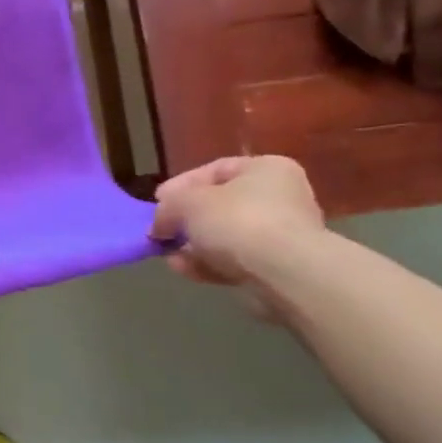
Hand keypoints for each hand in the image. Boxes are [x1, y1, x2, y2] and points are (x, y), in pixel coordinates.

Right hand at [152, 155, 323, 286]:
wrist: (284, 273)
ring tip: (167, 253)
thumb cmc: (238, 221)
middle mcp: (281, 198)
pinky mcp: (278, 269)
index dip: (181, 184)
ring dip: (194, 245)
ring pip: (227, 237)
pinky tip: (182, 269)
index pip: (216, 169)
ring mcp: (282, 236)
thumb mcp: (187, 203)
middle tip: (162, 229)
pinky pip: (235, 262)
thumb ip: (168, 208)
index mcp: (266, 169)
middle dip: (187, 219)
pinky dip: (208, 264)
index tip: (157, 201)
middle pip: (222, 205)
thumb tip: (158, 223)